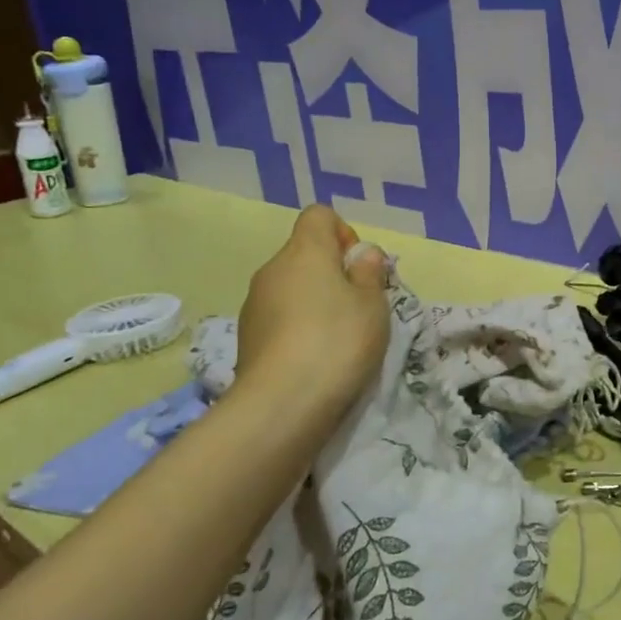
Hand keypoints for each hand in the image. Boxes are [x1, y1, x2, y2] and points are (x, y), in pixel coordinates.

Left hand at [228, 205, 388, 421]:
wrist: (283, 403)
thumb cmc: (338, 341)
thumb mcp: (373, 304)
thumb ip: (369, 273)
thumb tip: (361, 254)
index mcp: (304, 251)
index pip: (319, 216)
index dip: (344, 234)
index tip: (359, 269)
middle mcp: (272, 269)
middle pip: (305, 255)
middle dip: (332, 274)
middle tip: (358, 309)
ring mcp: (254, 305)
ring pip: (291, 289)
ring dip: (314, 304)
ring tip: (337, 340)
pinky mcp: (247, 338)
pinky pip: (279, 319)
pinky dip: (297, 329)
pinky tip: (314, 359)